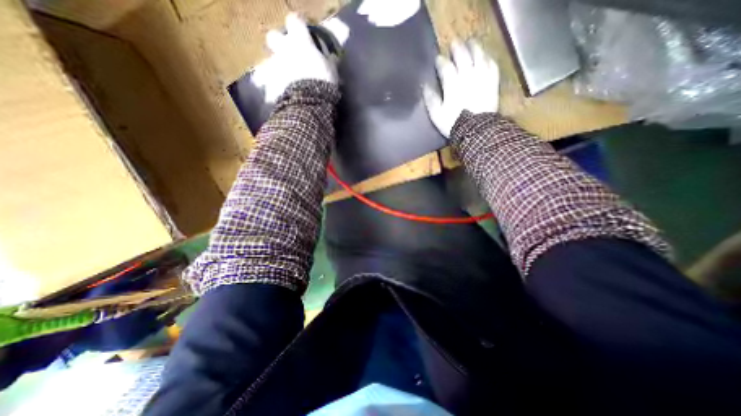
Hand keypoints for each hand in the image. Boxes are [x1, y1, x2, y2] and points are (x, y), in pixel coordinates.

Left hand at [253, 14, 337, 102]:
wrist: (308, 100)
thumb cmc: (322, 81)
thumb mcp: (331, 70)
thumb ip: (329, 61)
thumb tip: (332, 57)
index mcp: (299, 41)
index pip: (295, 21)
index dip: (299, 24)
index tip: (304, 31)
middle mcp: (284, 48)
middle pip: (273, 36)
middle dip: (279, 42)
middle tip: (289, 52)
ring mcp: (275, 65)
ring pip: (270, 59)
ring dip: (277, 65)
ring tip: (287, 75)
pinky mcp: (271, 81)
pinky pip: (270, 79)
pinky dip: (275, 83)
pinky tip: (283, 89)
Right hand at [426, 39, 500, 137]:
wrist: (475, 130)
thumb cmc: (453, 123)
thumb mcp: (436, 114)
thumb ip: (431, 98)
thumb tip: (425, 85)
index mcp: (452, 83)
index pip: (445, 67)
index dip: (440, 61)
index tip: (437, 59)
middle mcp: (467, 75)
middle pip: (462, 56)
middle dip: (457, 48)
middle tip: (454, 43)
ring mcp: (482, 77)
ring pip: (479, 56)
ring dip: (474, 47)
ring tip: (471, 43)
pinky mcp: (492, 82)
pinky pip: (492, 65)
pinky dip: (488, 58)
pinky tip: (485, 57)